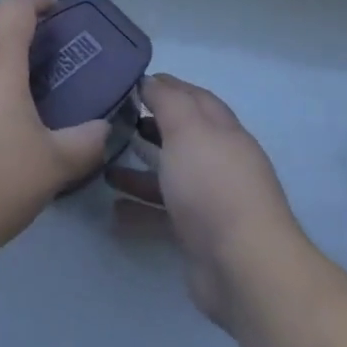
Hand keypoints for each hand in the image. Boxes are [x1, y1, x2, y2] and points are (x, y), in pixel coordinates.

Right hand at [105, 74, 308, 329]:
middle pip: (182, 137)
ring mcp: (210, 201)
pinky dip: (139, 210)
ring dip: (140, 169)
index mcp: (224, 132)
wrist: (242, 266)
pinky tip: (113, 209)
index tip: (134, 82)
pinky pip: (162, 215)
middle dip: (151, 127)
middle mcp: (220, 162)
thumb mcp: (188, 130)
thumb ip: (168, 102)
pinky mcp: (197, 235)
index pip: (196, 99)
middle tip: (113, 123)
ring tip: (104, 164)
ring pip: (170, 177)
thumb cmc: (213, 186)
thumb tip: (152, 80)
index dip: (168, 87)